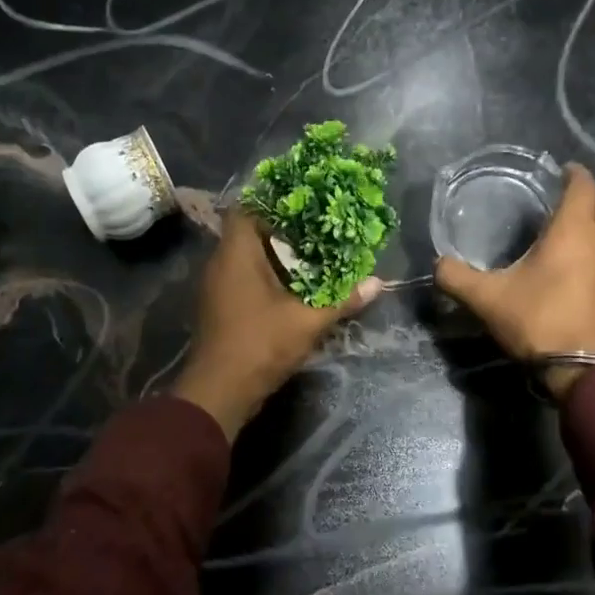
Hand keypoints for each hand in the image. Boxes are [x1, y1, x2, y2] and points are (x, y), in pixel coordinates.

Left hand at [172, 209, 381, 439]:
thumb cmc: (260, 344)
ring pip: (246, 258)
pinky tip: (295, 286)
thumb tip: (377, 283)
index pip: (247, 209)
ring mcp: (217, 287)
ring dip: (276, 257)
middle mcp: (220, 264)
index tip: (305, 204)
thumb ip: (342, 300)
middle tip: (318, 230)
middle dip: (283, 231)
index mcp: (235, 254)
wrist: (219, 391)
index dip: (274, 202)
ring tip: (313, 255)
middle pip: (249, 233)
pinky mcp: (220, 307)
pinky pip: (243, 279)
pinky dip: (266, 277)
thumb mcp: (307, 321)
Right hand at [434, 163, 594, 400]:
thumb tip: (438, 264)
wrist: (585, 372)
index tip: (562, 171)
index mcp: (572, 232)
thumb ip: (457, 278)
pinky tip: (582, 281)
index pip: (583, 185)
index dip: (574, 173)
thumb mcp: (487, 300)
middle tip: (571, 198)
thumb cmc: (537, 323)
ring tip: (572, 243)